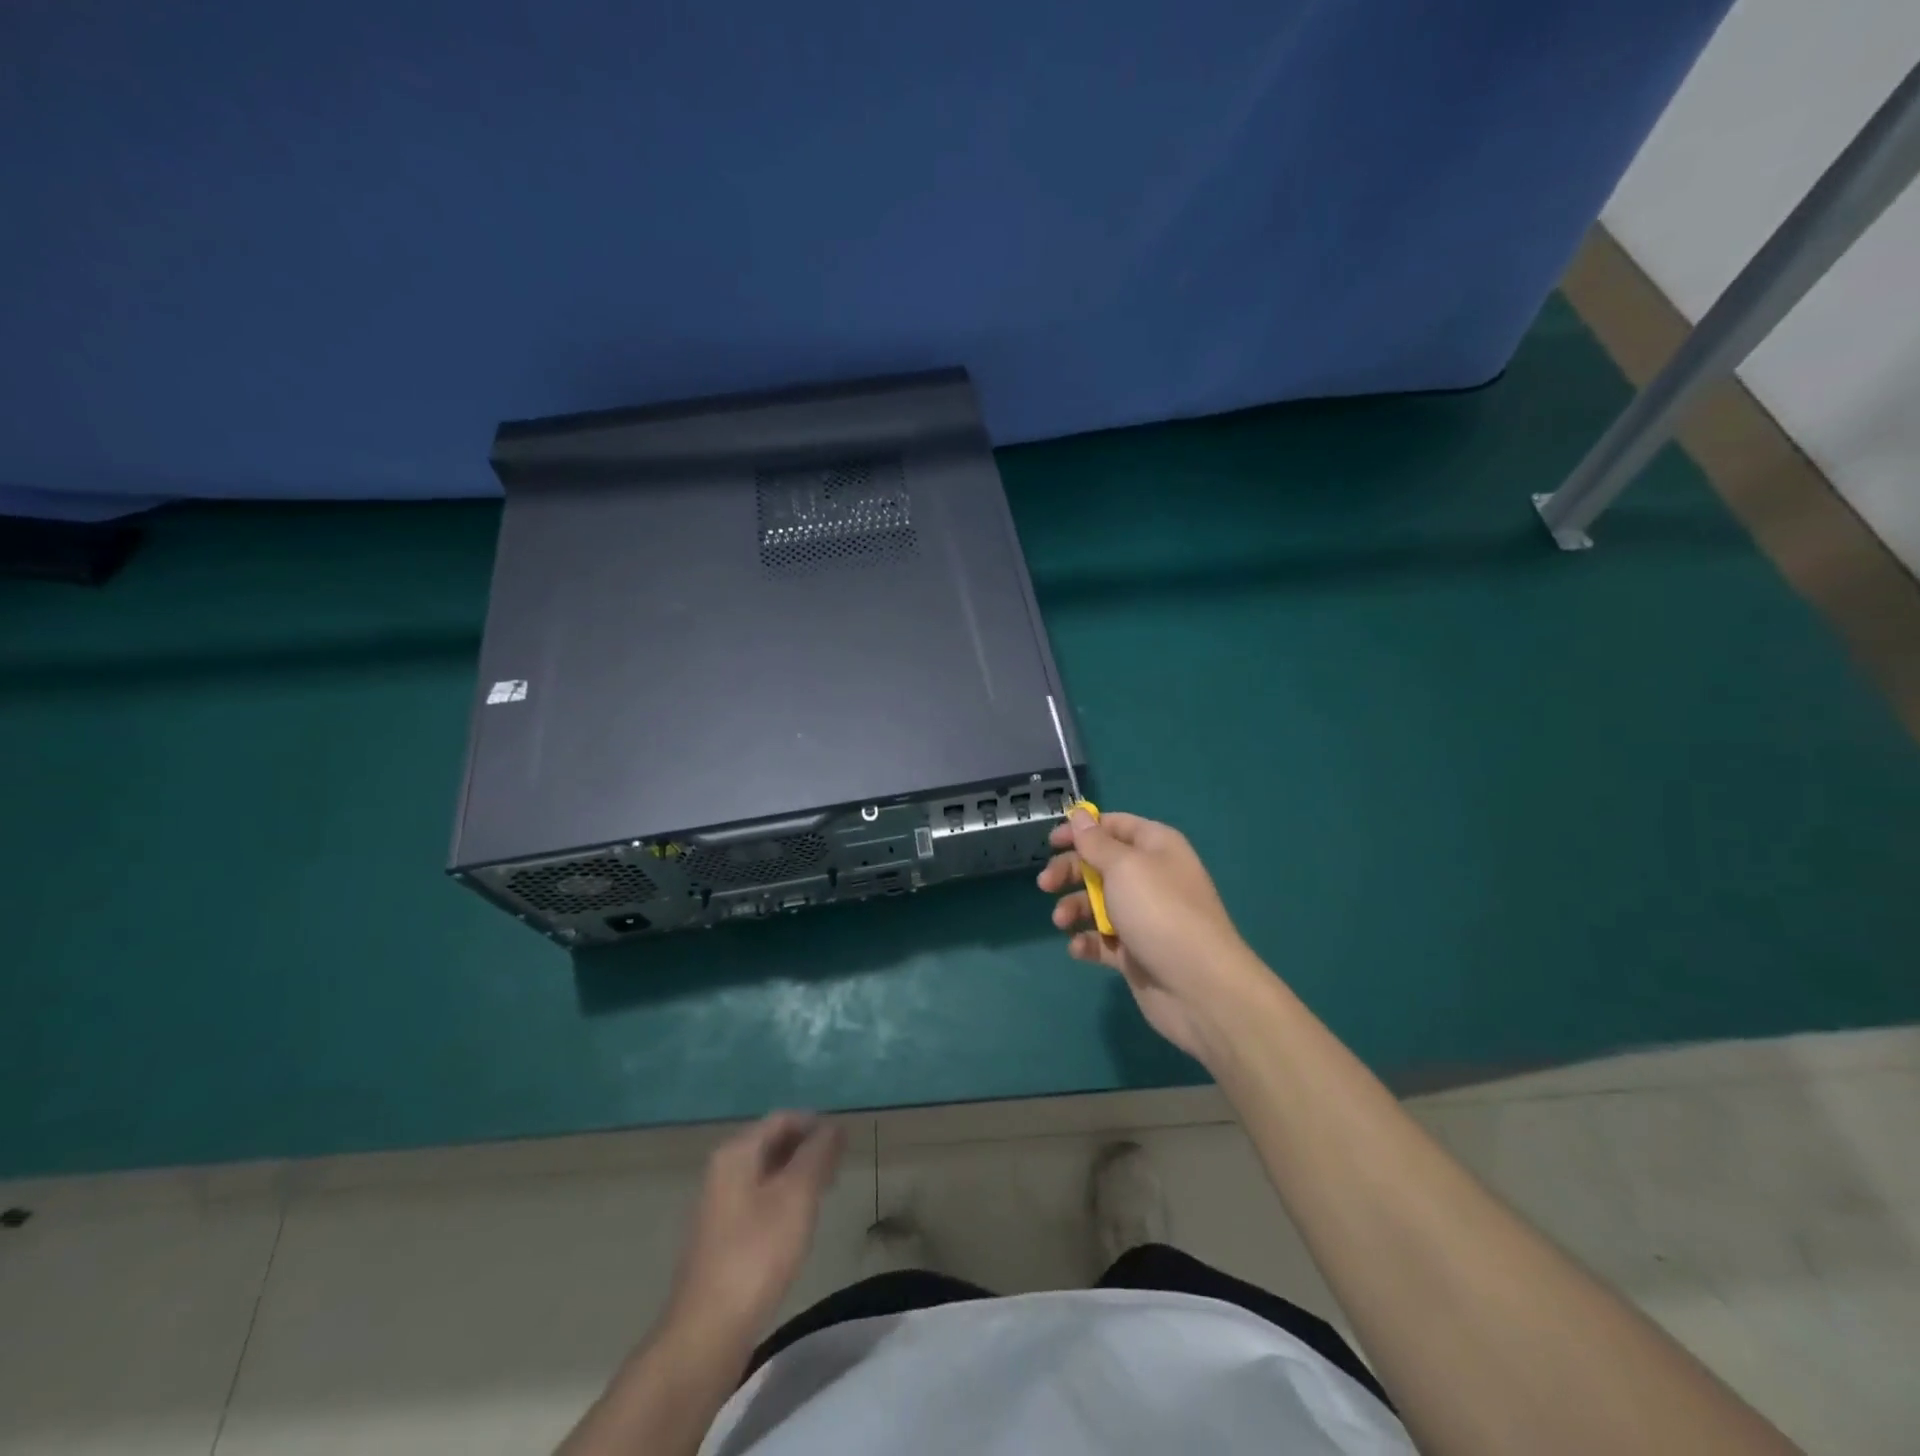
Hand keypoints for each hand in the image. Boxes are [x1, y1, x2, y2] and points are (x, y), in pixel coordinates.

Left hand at [664, 1113, 844, 1351]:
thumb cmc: (758, 1253)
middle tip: (839, 1167)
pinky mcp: (720, 1236)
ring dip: (796, 1175)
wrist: (709, 1330)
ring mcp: (718, 1204)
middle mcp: (722, 1170)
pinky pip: (757, 1200)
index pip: (782, 1119)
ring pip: (765, 1173)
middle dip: (807, 1149)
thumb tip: (833, 1125)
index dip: (815, 1124)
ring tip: (825, 1191)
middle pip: (771, 1143)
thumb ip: (818, 1154)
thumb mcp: (797, 1195)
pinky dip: (782, 1199)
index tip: (844, 1143)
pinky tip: (798, 1222)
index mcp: (737, 1153)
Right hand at [1038, 810, 1270, 1064]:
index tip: (1052, 841)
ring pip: (1097, 903)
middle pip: (1100, 864)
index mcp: (1156, 847)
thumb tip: (1080, 814)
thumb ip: (1096, 842)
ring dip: (1074, 908)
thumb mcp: (1124, 867)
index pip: (1115, 826)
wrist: (1199, 986)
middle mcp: (1150, 877)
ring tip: (1061, 921)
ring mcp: (1143, 917)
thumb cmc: (1160, 912)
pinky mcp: (1135, 952)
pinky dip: (1087, 941)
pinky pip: (1103, 940)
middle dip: (1070, 871)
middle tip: (1045, 884)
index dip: (1082, 829)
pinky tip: (1079, 947)